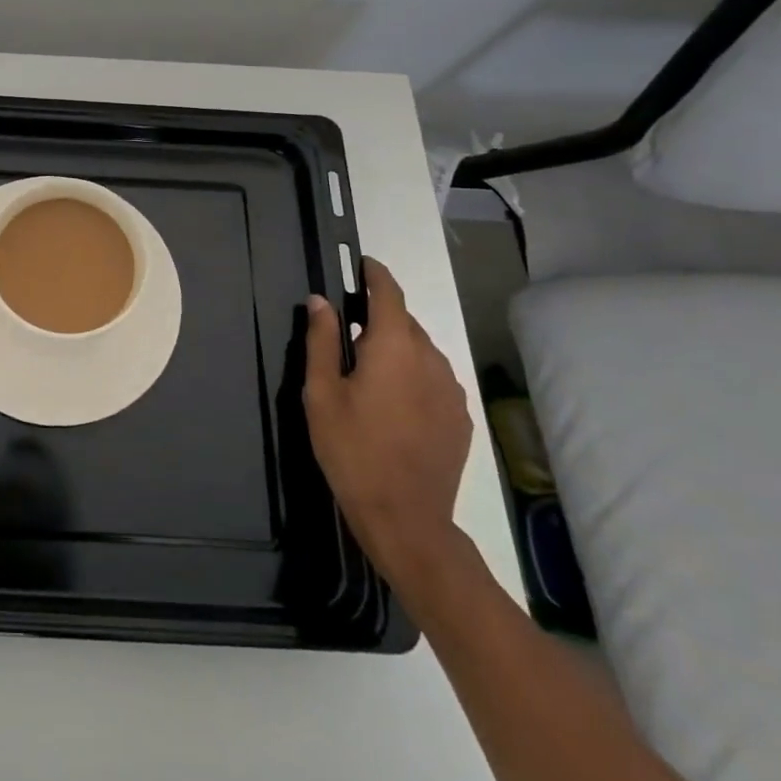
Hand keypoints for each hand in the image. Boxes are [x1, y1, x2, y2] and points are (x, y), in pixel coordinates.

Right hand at [303, 257, 472, 598]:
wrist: (405, 517)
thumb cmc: (352, 449)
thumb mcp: (321, 393)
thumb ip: (322, 341)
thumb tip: (320, 301)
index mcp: (394, 347)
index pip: (388, 293)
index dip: (375, 274)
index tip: (362, 264)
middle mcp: (431, 359)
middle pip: (405, 322)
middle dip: (379, 318)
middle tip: (348, 334)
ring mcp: (451, 389)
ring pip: (421, 351)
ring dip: (396, 349)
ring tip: (368, 374)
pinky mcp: (460, 417)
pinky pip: (434, 379)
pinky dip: (413, 375)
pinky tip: (393, 403)